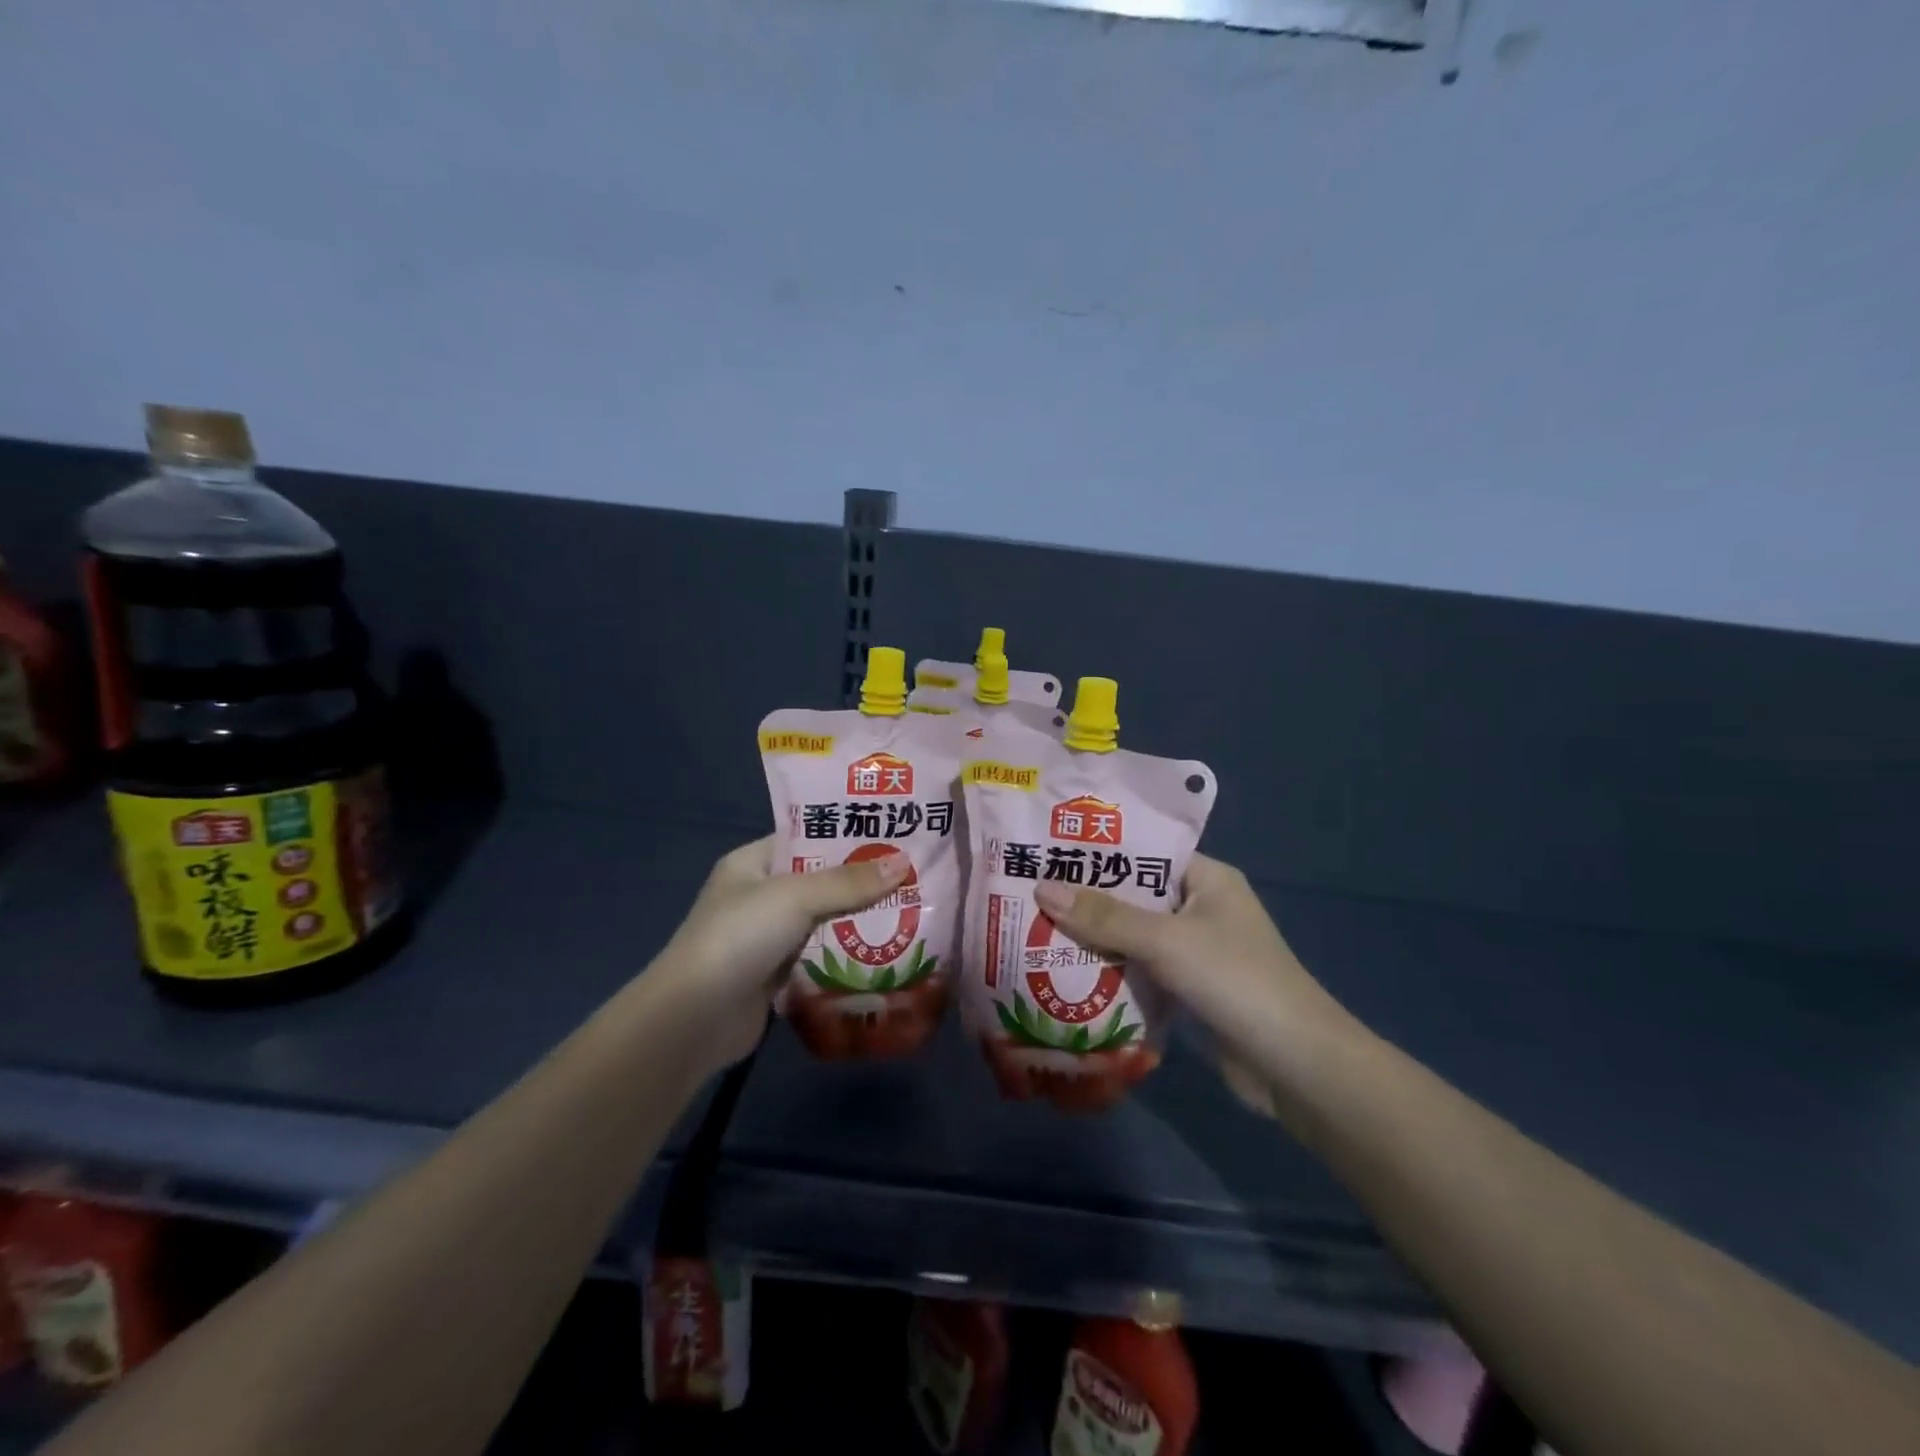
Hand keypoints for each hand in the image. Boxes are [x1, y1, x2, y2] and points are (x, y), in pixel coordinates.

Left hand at [654, 836, 910, 1066]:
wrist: (695, 1017)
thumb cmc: (740, 937)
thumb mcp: (795, 896)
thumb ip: (848, 881)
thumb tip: (903, 862)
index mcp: (752, 863)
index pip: (805, 838)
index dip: (846, 834)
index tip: (892, 835)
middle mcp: (759, 896)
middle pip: (819, 880)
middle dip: (862, 881)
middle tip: (913, 874)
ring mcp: (767, 937)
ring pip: (823, 920)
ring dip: (858, 919)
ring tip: (911, 909)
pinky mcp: (777, 974)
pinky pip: (821, 955)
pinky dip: (847, 953)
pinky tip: (887, 950)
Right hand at [1033, 854, 1348, 1112]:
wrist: (1295, 1066)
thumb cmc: (1235, 980)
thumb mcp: (1165, 941)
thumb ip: (1105, 916)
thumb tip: (1042, 888)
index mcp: (1206, 878)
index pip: (1144, 852)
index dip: (1098, 851)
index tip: (1047, 850)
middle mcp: (1201, 907)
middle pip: (1134, 895)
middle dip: (1087, 898)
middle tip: (1028, 891)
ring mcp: (1196, 951)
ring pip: (1134, 935)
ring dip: (1094, 938)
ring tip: (1034, 927)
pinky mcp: (1190, 989)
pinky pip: (1141, 969)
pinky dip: (1111, 970)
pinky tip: (1066, 972)